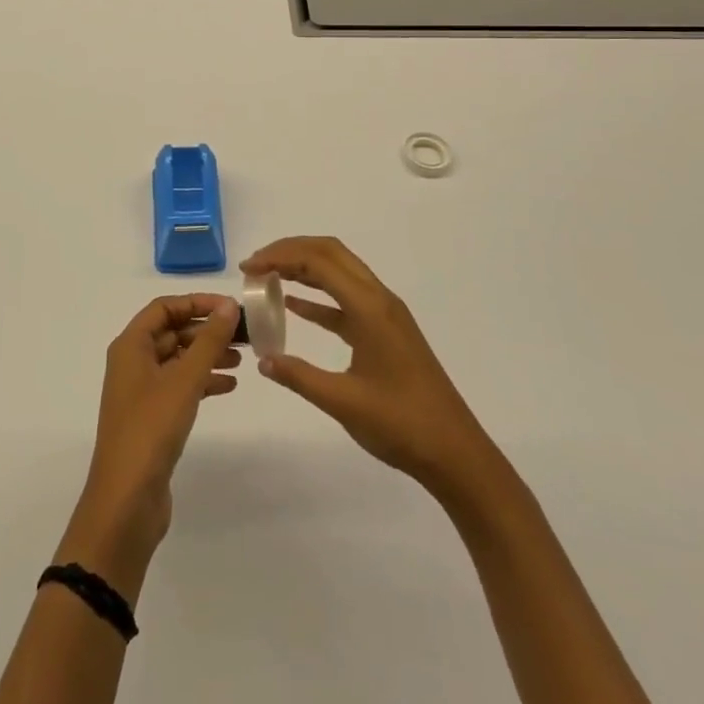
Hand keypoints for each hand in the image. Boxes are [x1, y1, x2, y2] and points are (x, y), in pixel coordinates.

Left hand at [60, 295, 240, 597]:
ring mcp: (142, 392)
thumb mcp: (184, 380)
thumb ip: (208, 341)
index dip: (196, 302)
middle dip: (207, 330)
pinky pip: (180, 387)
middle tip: (244, 334)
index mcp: (131, 346)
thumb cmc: (151, 429)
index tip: (230, 307)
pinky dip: (203, 382)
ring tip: (242, 359)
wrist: (126, 501)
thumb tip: (228, 305)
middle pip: (173, 332)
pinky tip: (229, 386)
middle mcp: (133, 362)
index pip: (164, 308)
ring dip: (208, 355)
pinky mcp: (153, 418)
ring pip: (179, 360)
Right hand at [243, 237, 489, 495]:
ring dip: (303, 268)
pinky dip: (318, 296)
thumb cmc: (402, 424)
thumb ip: (299, 376)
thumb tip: (263, 359)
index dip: (280, 257)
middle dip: (290, 250)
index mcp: (370, 307)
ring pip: (339, 272)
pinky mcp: (385, 331)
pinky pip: (345, 299)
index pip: (318, 261)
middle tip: (255, 265)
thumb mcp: (343, 402)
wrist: (456, 453)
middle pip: (330, 253)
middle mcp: (378, 299)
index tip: (248, 269)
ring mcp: (384, 314)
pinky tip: (293, 305)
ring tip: (268, 277)